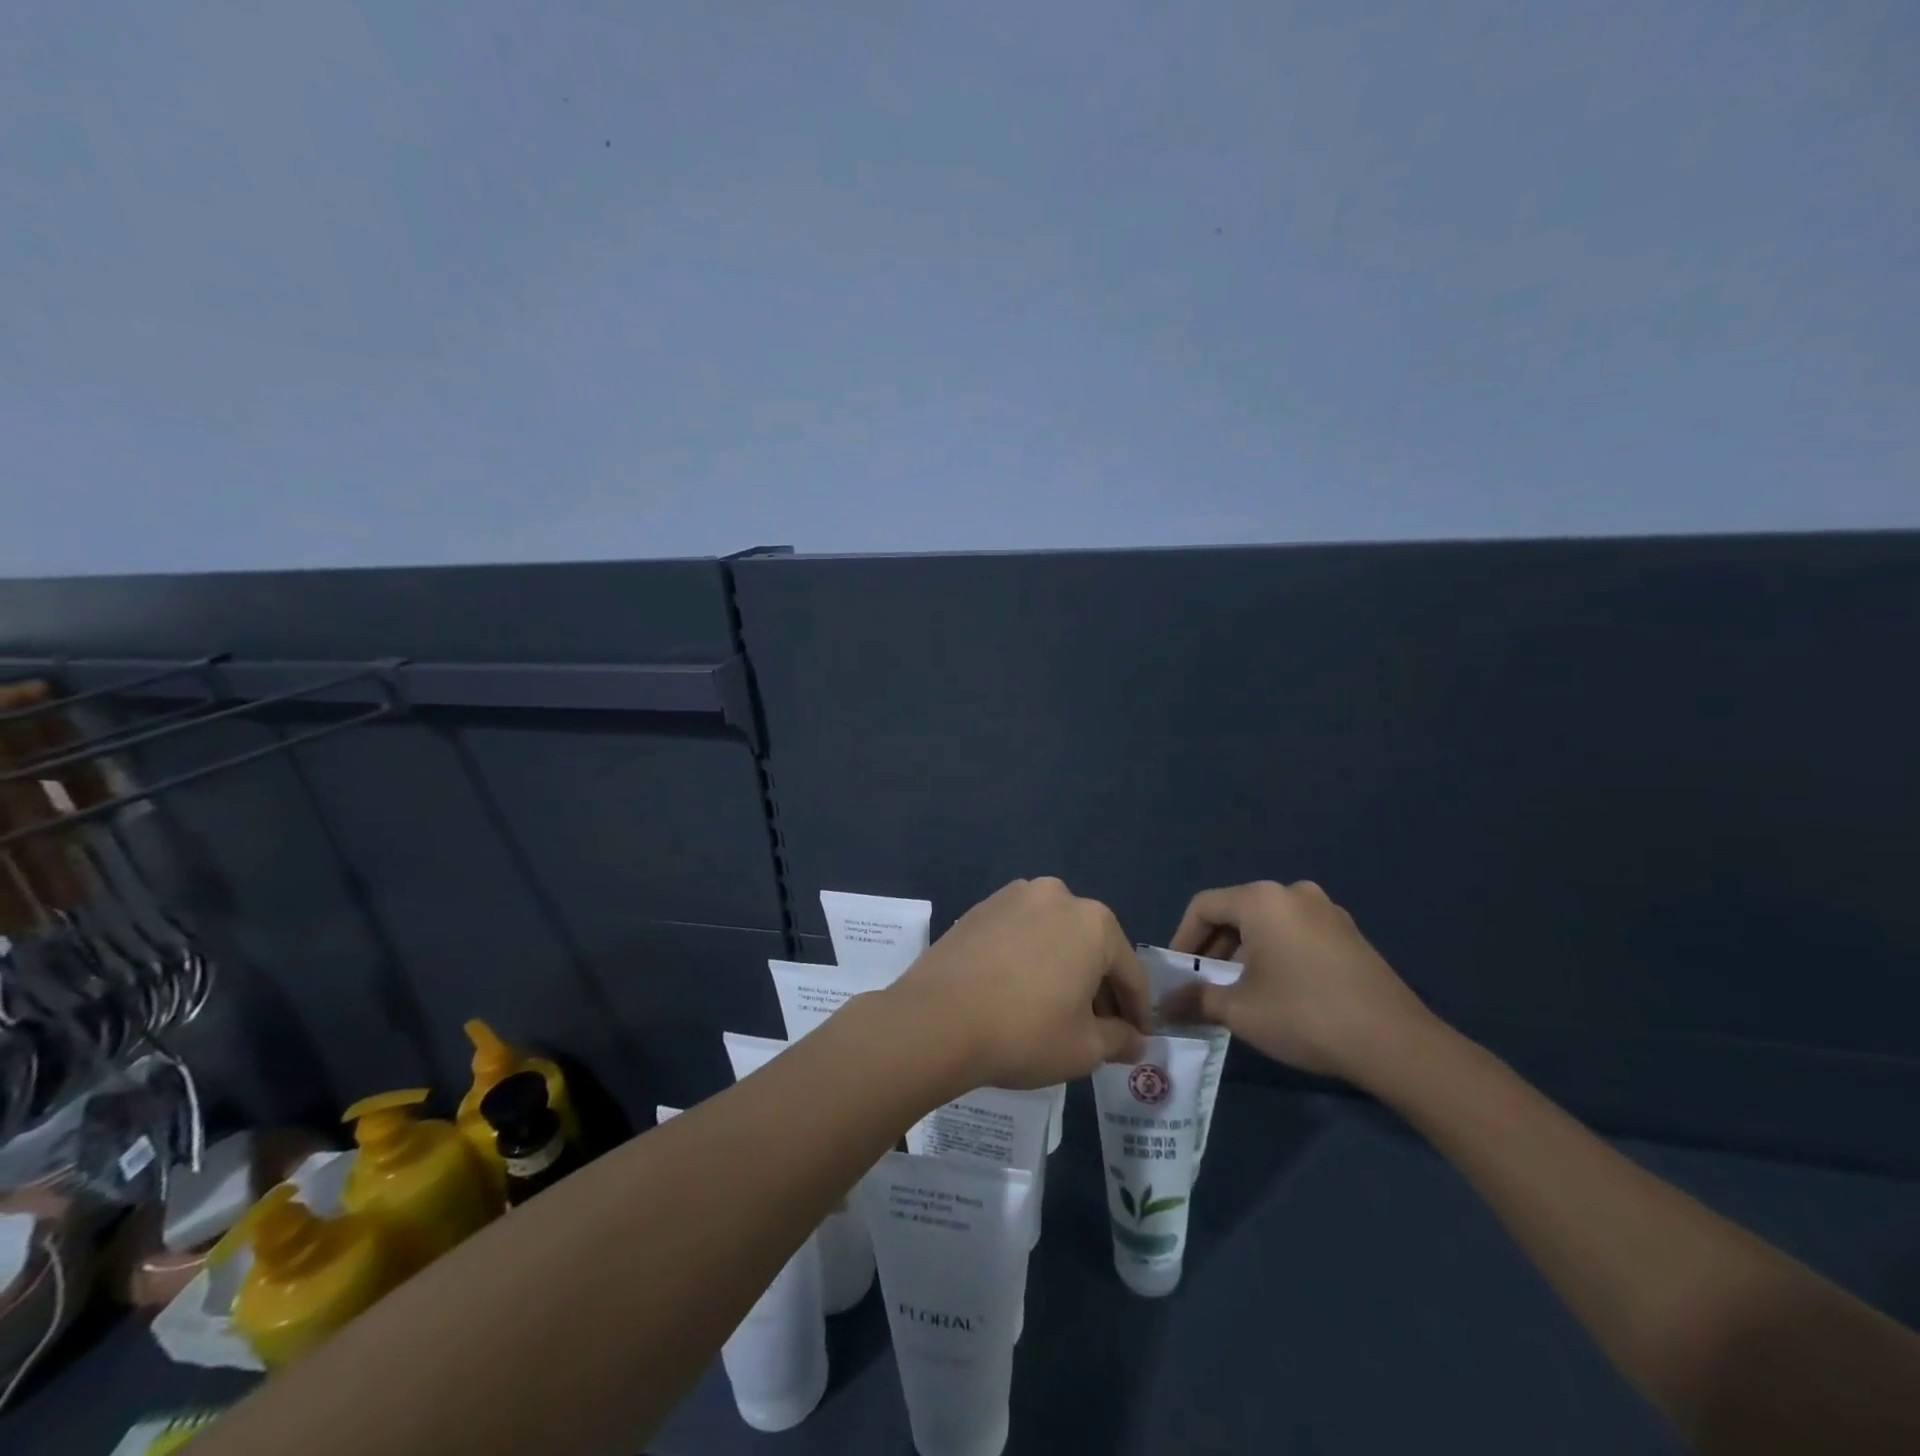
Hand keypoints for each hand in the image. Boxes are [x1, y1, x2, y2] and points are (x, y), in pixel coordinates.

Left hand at [882, 877, 1150, 1091]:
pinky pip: (1021, 933)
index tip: (1138, 1038)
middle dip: (1099, 987)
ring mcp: (1014, 896)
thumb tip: (1133, 1039)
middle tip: (1100, 1029)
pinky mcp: (981, 907)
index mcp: (1094, 922)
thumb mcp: (1084, 1048)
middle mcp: (1057, 895)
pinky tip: (1021, 990)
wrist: (936, 1019)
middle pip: (1092, 947)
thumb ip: (1119, 1039)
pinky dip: (1031, 957)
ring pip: (1055, 936)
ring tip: (1058, 1010)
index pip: (1128, 971)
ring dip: (1064, 968)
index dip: (1137, 1010)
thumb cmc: (1024, 1032)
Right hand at [1162, 880, 1432, 1085]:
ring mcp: (1328, 912)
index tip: (1176, 973)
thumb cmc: (1303, 1014)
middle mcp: (1293, 893)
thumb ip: (1195, 1000)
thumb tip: (1164, 1006)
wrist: (1395, 1043)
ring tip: (1238, 990)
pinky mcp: (1351, 935)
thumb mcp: (1239, 1010)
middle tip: (1202, 983)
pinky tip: (1279, 990)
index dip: (1182, 939)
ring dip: (1245, 952)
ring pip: (1268, 924)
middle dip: (1213, 948)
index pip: (1203, 907)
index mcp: (1261, 899)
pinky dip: (1276, 954)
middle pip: (1236, 912)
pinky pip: (1297, 934)